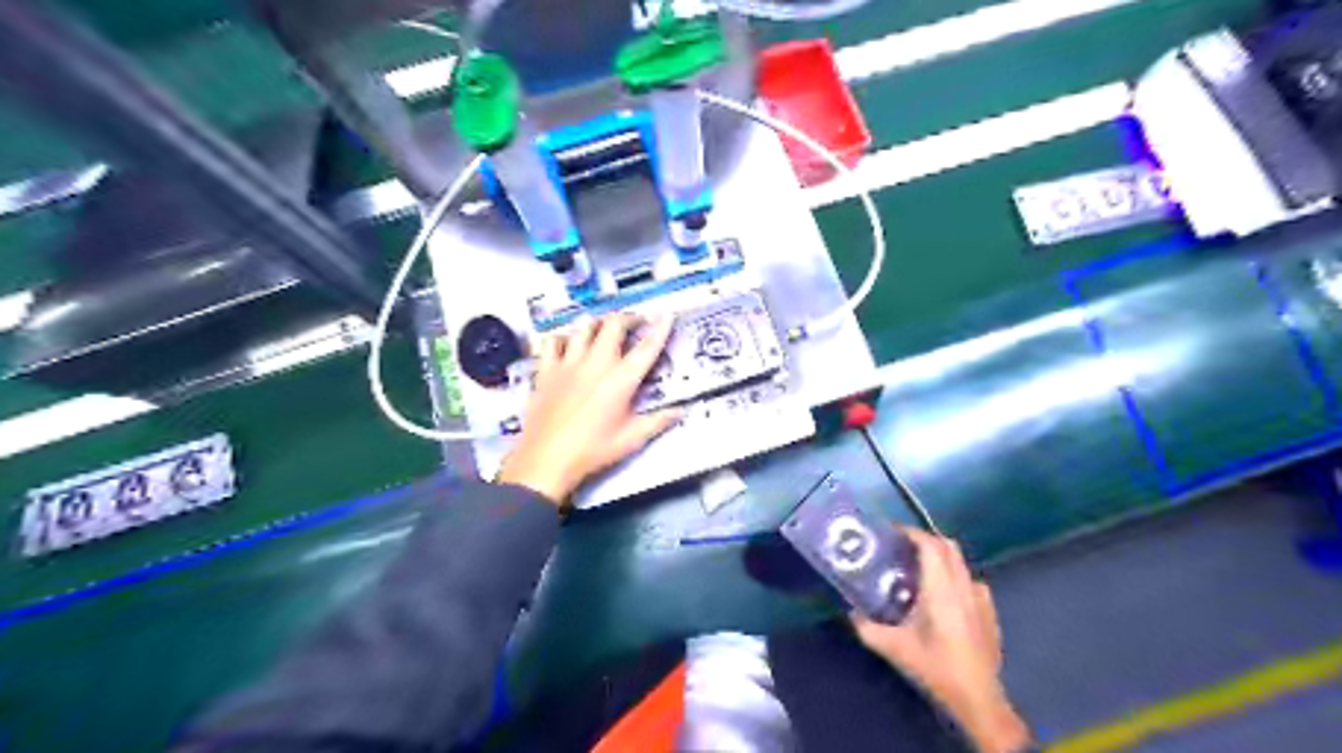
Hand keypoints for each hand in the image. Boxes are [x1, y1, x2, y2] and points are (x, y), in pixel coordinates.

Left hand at [495, 313, 682, 504]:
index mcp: (621, 380)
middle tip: (636, 323)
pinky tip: (567, 344)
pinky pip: (552, 341)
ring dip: (598, 324)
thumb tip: (680, 411)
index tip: (667, 315)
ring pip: (583, 327)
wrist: (547, 460)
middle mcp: (596, 364)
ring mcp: (568, 364)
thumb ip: (657, 422)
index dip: (660, 328)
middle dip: (628, 318)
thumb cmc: (593, 451)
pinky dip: (563, 337)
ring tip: (604, 329)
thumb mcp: (631, 440)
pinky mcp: (546, 370)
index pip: (646, 347)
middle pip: (613, 325)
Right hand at [854, 529, 1030, 752]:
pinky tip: (945, 596)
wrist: (978, 697)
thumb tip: (851, 612)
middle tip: (903, 547)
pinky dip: (955, 577)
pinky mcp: (990, 612)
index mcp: (941, 589)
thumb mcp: (894, 648)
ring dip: (941, 557)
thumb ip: (867, 627)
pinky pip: (971, 581)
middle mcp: (963, 586)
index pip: (930, 545)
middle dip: (926, 539)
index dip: (912, 533)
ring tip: (920, 569)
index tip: (892, 532)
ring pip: (961, 562)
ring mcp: (981, 598)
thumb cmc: (935, 667)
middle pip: (948, 546)